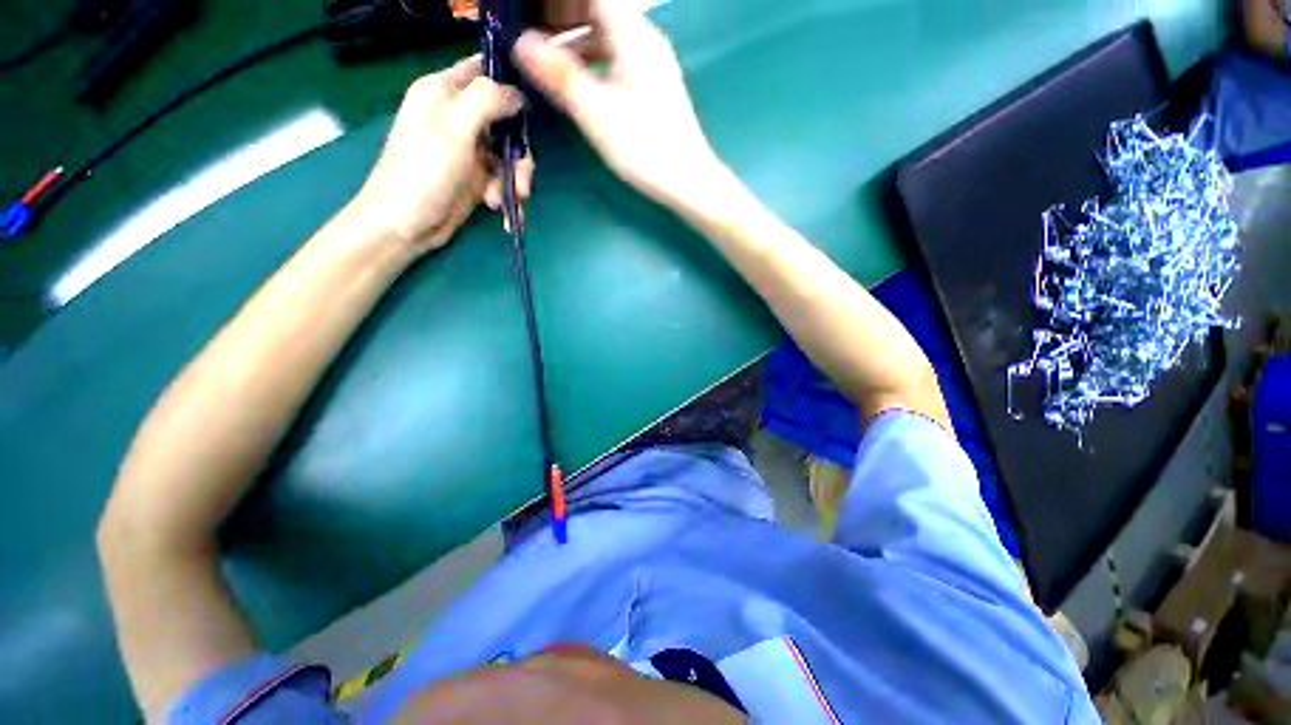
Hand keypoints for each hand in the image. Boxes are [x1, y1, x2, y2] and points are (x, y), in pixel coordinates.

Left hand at [353, 57, 534, 252]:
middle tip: (522, 179)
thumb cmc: (424, 171)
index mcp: (444, 92)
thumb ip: (487, 100)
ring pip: (509, 155)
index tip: (532, 103)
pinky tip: (504, 213)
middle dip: (519, 153)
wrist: (406, 224)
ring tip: (507, 201)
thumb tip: (517, 94)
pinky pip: (504, 180)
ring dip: (514, 180)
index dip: (510, 80)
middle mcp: (458, 117)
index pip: (482, 69)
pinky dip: (508, 197)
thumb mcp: (454, 127)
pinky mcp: (476, 179)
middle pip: (506, 121)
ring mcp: (469, 150)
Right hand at [513, 0, 720, 209]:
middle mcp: (645, 40)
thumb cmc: (644, 146)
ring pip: (608, 39)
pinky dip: (595, 65)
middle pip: (598, 12)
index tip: (531, 17)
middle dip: (562, 22)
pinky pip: (618, 61)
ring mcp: (653, 65)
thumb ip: (560, 74)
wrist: (688, 181)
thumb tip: (521, 42)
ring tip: (550, 67)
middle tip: (532, 43)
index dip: (558, 5)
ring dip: (577, 46)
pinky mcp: (655, 89)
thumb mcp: (596, 111)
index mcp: (632, 34)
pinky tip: (582, 88)